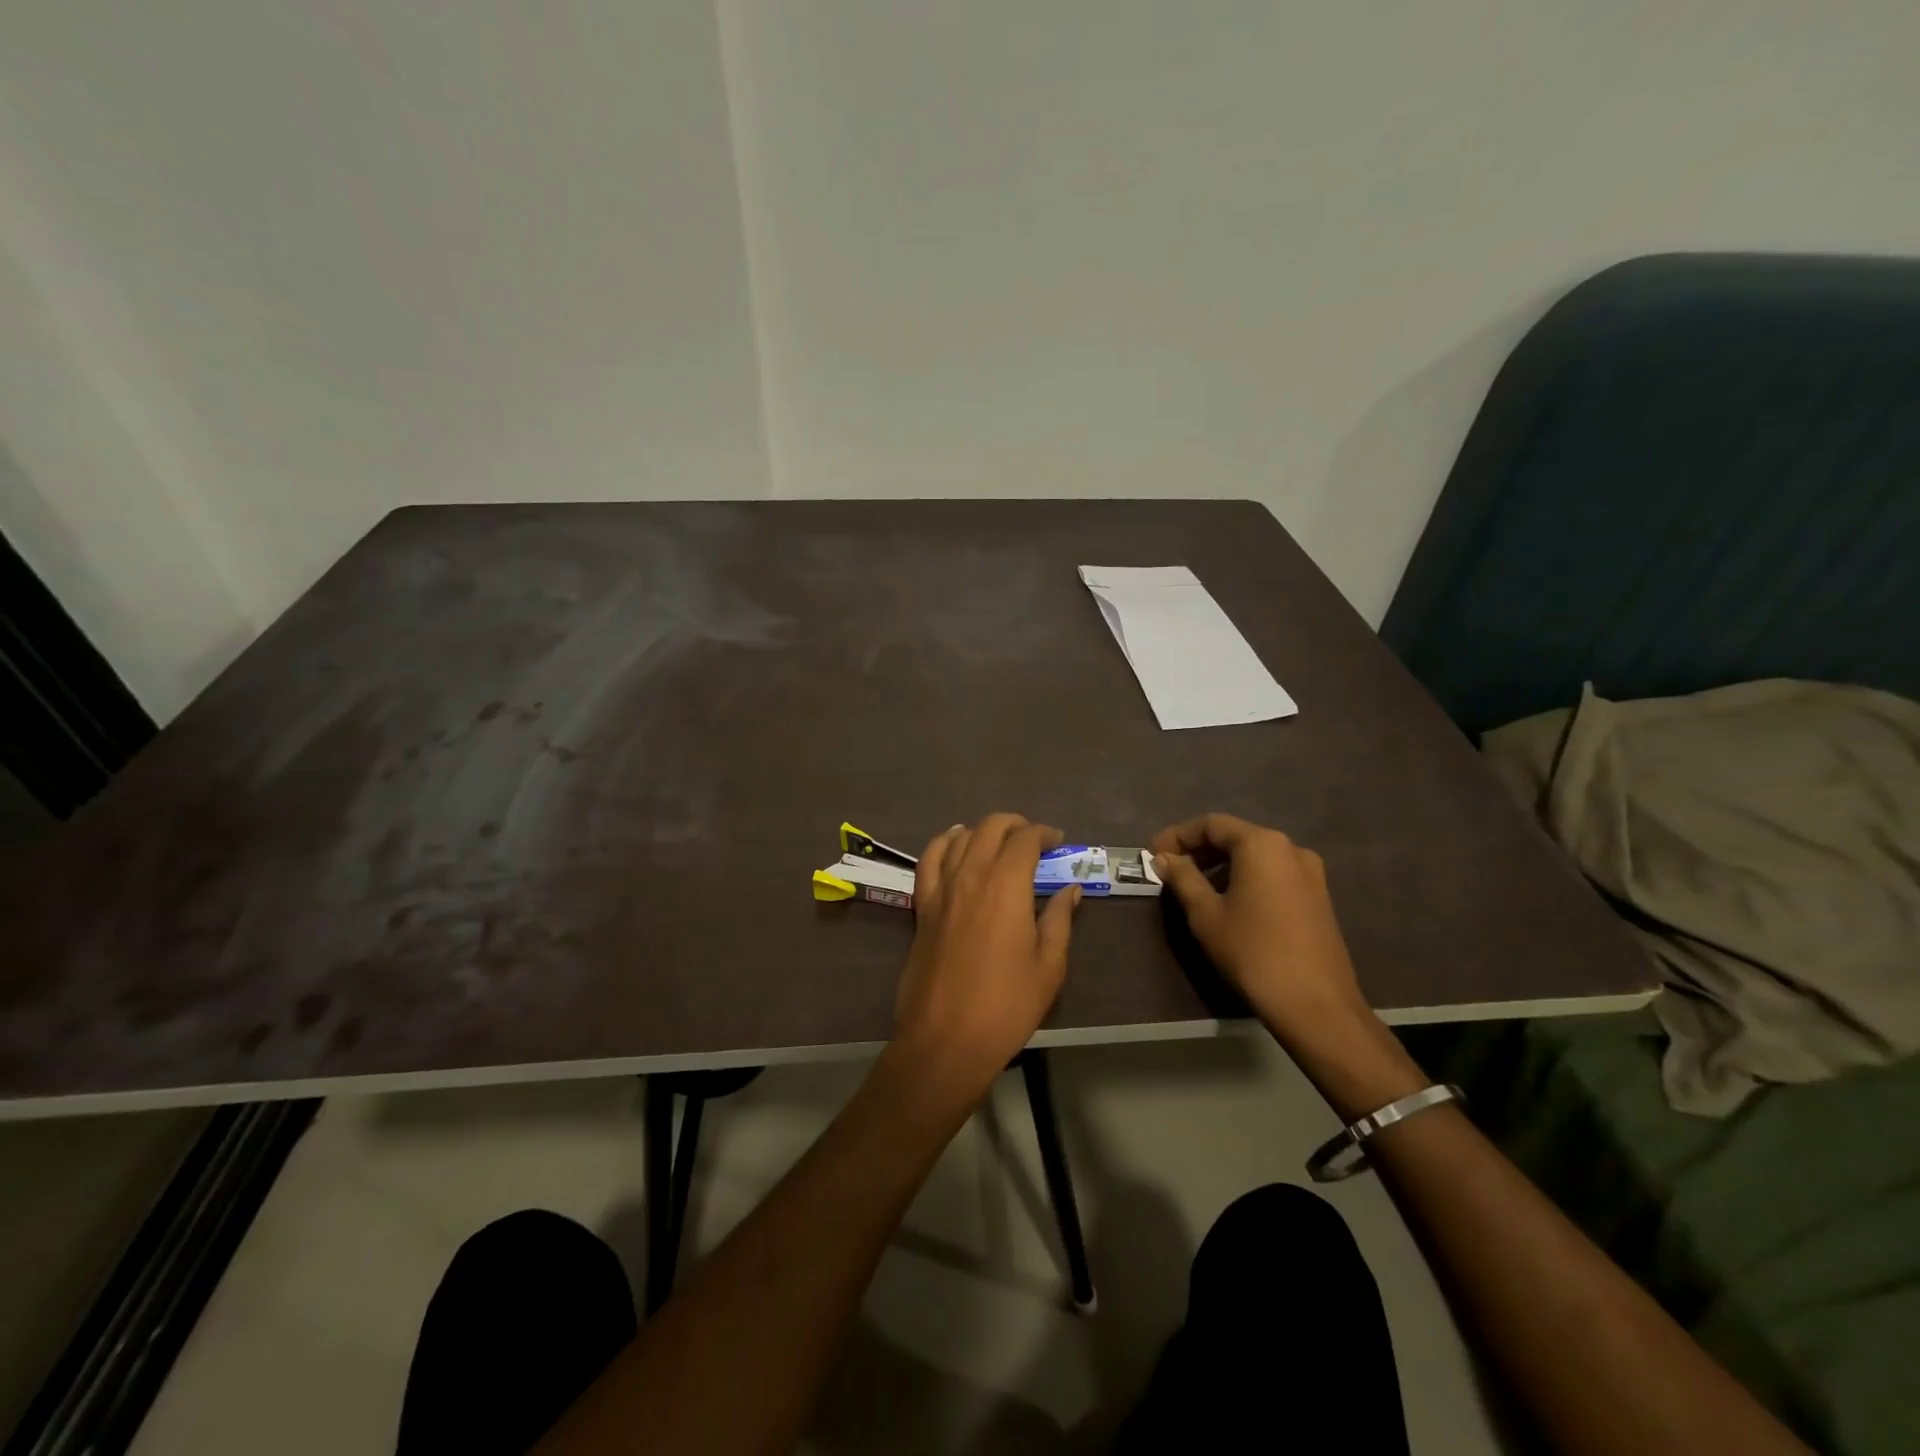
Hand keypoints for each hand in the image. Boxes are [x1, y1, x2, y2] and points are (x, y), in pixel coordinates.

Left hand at [894, 813, 1080, 1090]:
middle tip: (1034, 841)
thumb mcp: (1049, 965)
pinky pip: (928, 860)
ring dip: (983, 831)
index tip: (1058, 843)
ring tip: (999, 842)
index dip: (1044, 834)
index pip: (1025, 839)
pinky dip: (943, 843)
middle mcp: (971, 875)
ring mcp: (941, 889)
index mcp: (1006, 885)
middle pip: (991, 828)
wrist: (946, 1038)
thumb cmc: (1007, 1004)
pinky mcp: (923, 906)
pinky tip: (954, 844)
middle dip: (1016, 825)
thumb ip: (1060, 919)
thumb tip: (1071, 889)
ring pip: (959, 838)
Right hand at [1151, 813, 1368, 1043]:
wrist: (1315, 1004)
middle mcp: (1290, 848)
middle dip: (1200, 849)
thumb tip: (1165, 858)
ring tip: (1195, 886)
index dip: (1178, 835)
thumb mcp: (1206, 914)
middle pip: (1236, 836)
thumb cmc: (1252, 952)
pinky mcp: (1319, 897)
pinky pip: (1274, 873)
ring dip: (1222, 865)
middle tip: (1170, 868)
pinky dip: (1246, 877)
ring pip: (1256, 856)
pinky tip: (1229, 901)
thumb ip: (1183, 878)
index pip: (1212, 824)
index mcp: (1261, 844)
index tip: (1154, 853)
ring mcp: (1311, 873)